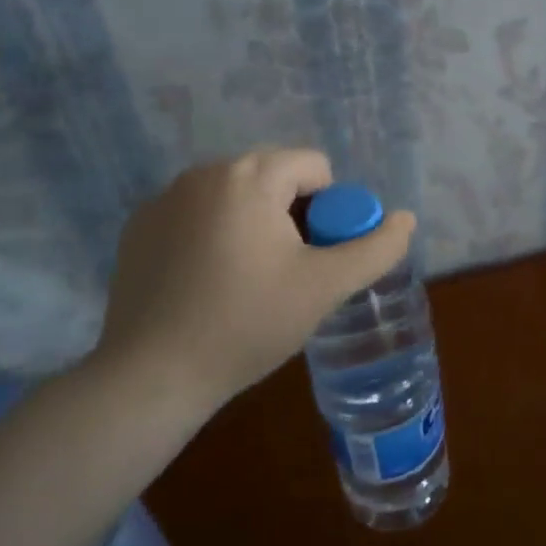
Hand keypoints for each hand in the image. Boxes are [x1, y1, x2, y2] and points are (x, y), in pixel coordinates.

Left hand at [90, 148, 416, 422]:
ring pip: (237, 196)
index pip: (315, 168)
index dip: (329, 211)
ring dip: (255, 224)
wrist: (150, 378)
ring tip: (248, 281)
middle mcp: (205, 172)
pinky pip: (198, 214)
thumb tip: (406, 218)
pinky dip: (214, 235)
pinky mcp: (140, 227)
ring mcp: (165, 198)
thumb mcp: (325, 287)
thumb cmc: (247, 323)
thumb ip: (375, 248)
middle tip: (287, 272)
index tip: (314, 259)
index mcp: (250, 175)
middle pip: (275, 177)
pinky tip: (207, 284)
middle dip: (292, 216)